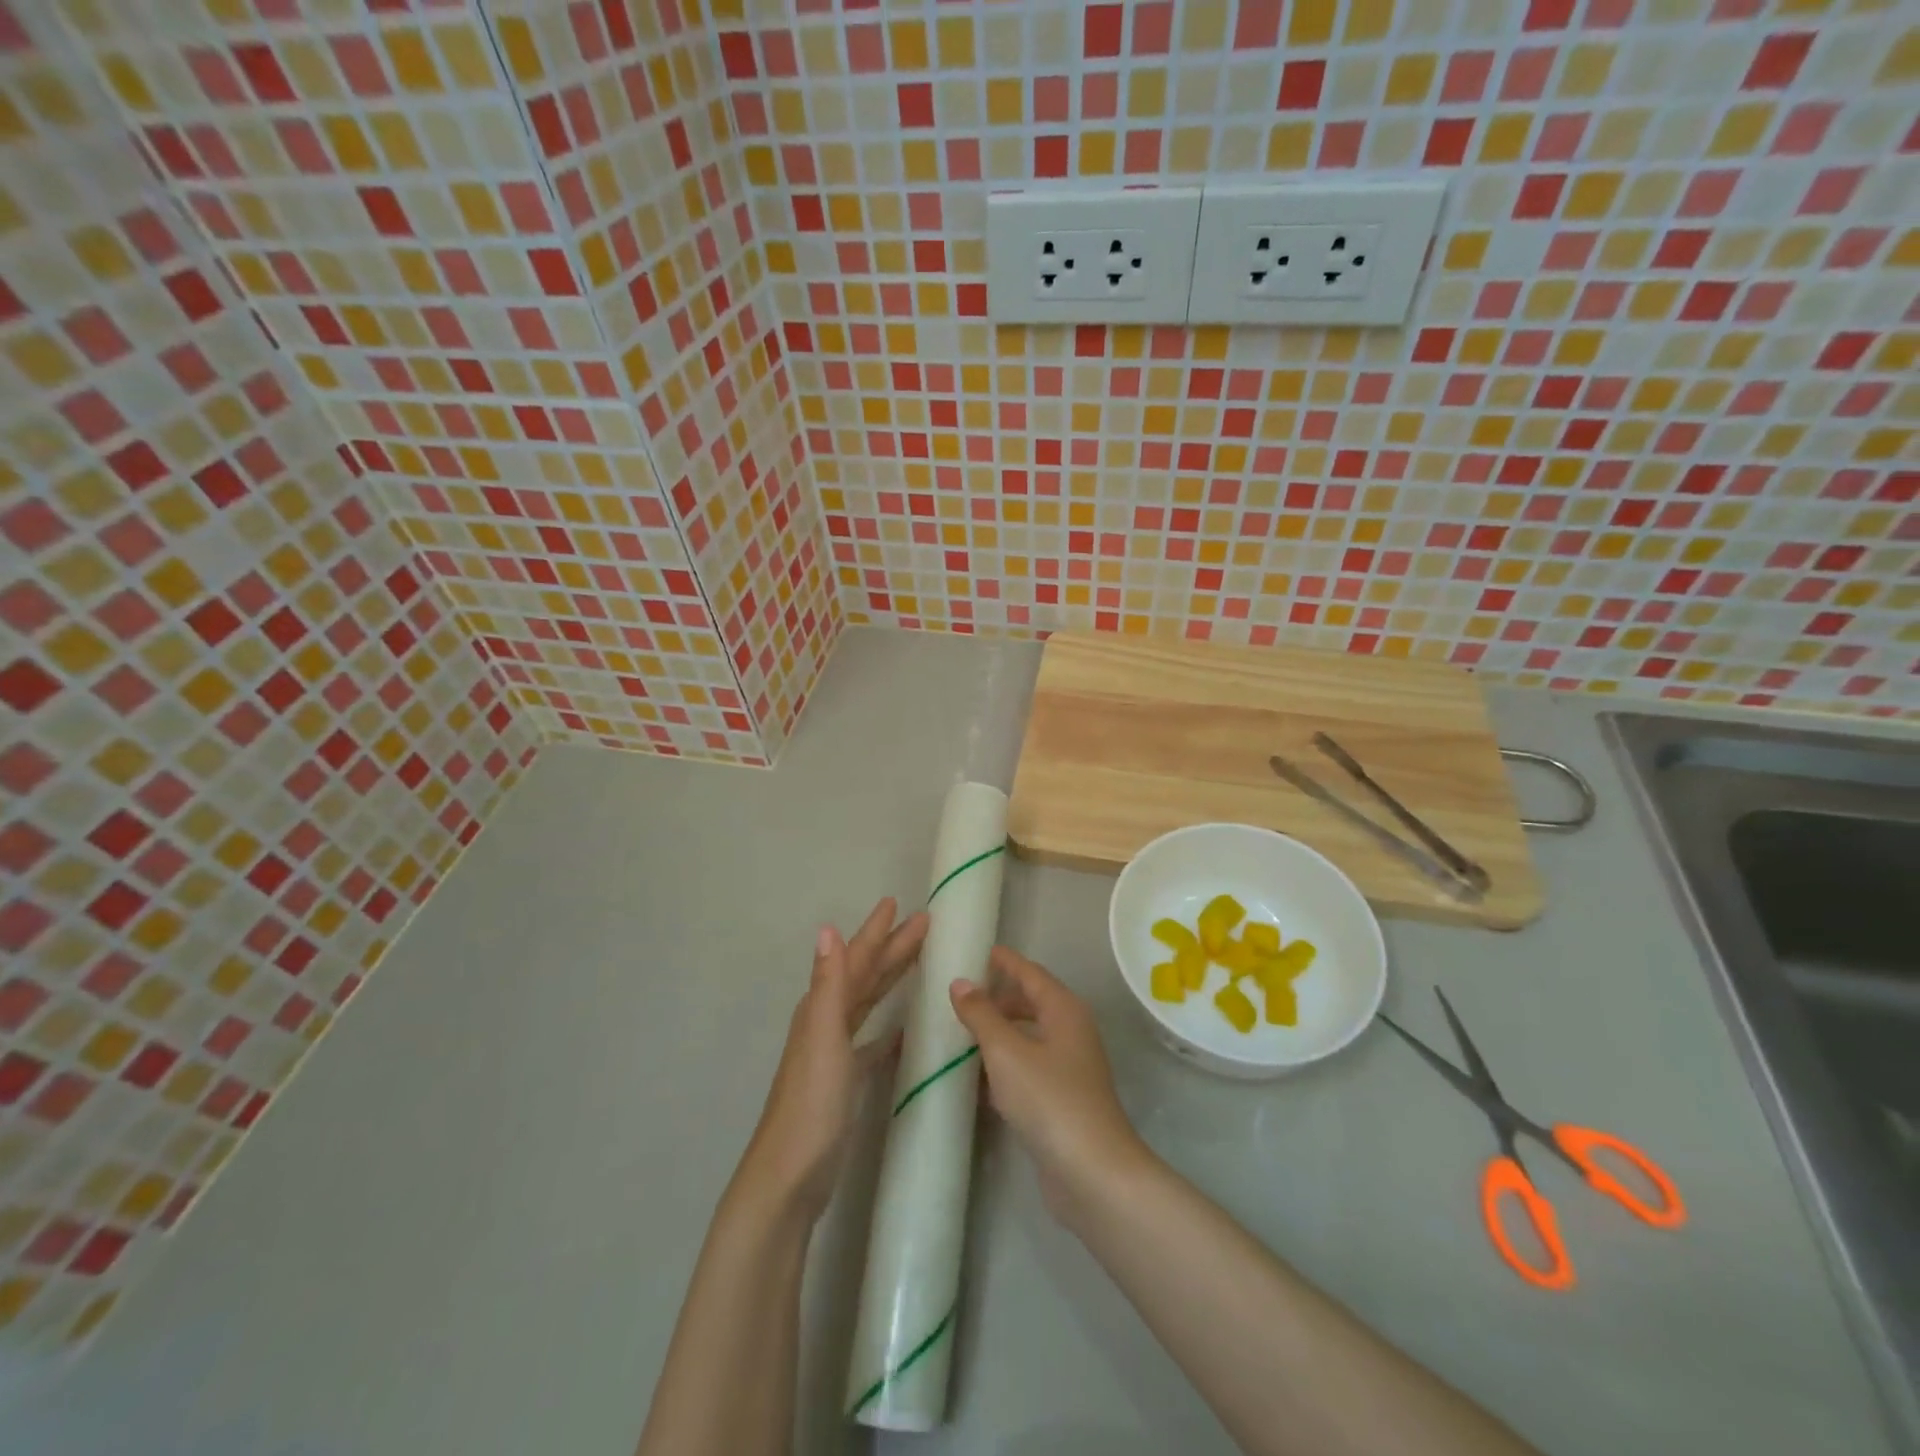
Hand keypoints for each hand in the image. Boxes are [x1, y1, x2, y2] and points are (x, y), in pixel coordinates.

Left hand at [740, 898, 928, 1222]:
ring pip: (868, 1003)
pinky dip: (887, 1030)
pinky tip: (905, 1030)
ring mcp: (835, 1052)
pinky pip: (871, 1042)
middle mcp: (827, 1022)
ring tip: (917, 961)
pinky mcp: (845, 1080)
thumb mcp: (823, 1037)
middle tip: (923, 924)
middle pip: (864, 975)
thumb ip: (829, 984)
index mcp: (822, 1008)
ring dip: (890, 979)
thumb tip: (827, 928)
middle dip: (891, 948)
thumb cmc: (812, 1103)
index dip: (876, 931)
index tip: (897, 903)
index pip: (855, 959)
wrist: (790, 1174)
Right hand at [949, 946, 1150, 1228]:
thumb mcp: (1006, 1051)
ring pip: (1029, 1037)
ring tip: (962, 1032)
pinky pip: (1029, 1067)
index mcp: (1063, 1010)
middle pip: (1032, 1003)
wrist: (1092, 1172)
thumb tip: (960, 982)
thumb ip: (981, 1015)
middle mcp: (1071, 1032)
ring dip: (1000, 1032)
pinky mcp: (1063, 1100)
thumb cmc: (1049, 1099)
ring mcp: (1070, 1067)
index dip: (1006, 962)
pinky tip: (978, 1076)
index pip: (1031, 973)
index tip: (980, 950)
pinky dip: (1005, 1063)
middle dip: (999, 997)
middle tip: (962, 995)